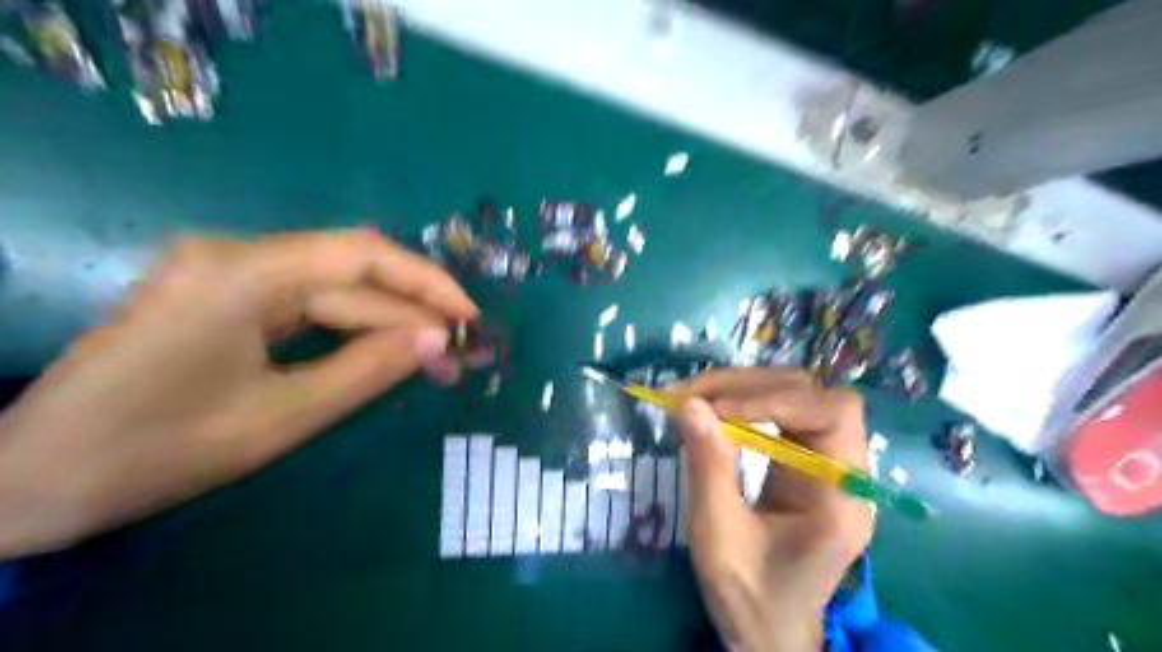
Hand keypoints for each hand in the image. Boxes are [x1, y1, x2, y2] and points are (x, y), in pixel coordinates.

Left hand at [1, 228, 475, 558]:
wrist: (33, 477)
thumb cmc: (157, 451)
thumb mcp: (283, 416)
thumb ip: (369, 370)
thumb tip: (438, 340)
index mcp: (241, 273)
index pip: (361, 255)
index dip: (426, 281)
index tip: (469, 317)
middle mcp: (235, 254)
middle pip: (350, 273)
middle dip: (410, 312)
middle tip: (457, 353)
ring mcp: (226, 271)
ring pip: (333, 287)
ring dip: (386, 321)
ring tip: (432, 356)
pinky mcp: (224, 293)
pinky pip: (307, 302)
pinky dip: (351, 327)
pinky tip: (383, 348)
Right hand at [672, 369, 869, 649]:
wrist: (769, 630)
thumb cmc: (751, 596)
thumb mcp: (720, 538)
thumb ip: (708, 468)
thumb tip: (687, 403)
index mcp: (843, 497)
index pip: (832, 414)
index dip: (775, 399)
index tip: (714, 408)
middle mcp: (845, 469)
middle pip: (811, 394)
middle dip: (747, 386)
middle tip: (687, 394)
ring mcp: (826, 461)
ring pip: (793, 395)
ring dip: (740, 388)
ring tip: (689, 396)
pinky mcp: (804, 459)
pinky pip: (778, 412)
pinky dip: (741, 402)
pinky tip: (709, 409)